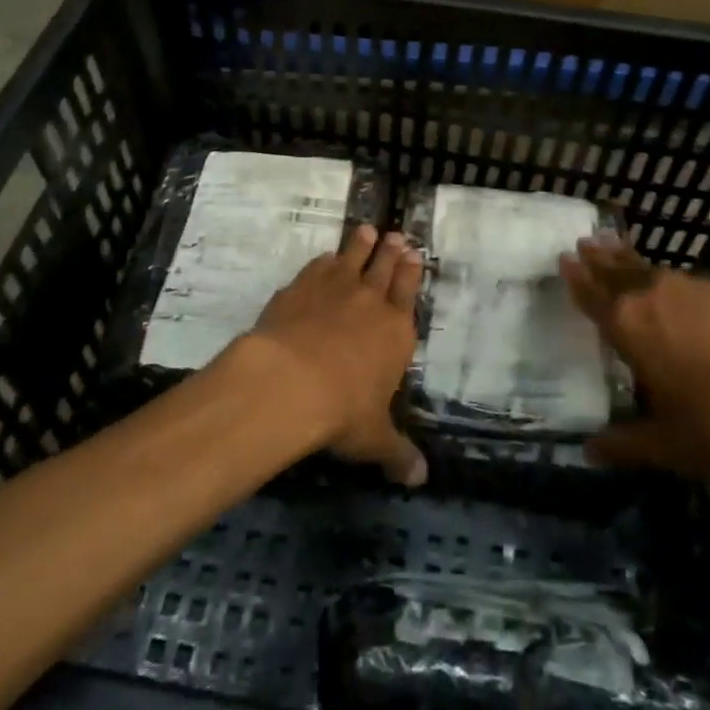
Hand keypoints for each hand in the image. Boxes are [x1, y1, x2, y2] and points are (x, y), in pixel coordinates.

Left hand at [248, 225, 426, 486]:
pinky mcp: (301, 286)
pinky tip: (323, 258)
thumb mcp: (374, 438)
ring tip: (366, 230)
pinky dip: (323, 261)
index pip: (408, 292)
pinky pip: (317, 266)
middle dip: (391, 251)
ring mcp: (334, 288)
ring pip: (353, 257)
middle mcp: (370, 301)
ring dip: (360, 244)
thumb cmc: (341, 410)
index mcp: (396, 331)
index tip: (413, 252)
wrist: (290, 380)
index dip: (411, 271)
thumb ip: (397, 453)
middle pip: (384, 267)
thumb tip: (420, 480)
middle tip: (396, 235)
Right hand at [560, 233, 709, 474]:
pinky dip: (672, 280)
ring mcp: (693, 287)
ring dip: (630, 259)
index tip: (564, 257)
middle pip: (617, 270)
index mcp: (629, 326)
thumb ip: (625, 445)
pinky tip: (679, 288)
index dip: (576, 277)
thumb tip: (588, 451)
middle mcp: (653, 295)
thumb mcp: (669, 445)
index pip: (593, 295)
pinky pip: (688, 281)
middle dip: (598, 258)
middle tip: (585, 241)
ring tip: (617, 246)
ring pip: (651, 268)